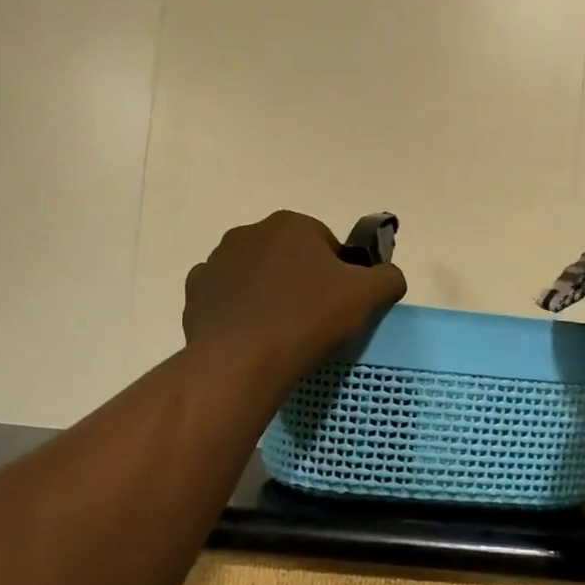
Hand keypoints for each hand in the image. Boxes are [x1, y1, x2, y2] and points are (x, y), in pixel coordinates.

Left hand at [183, 212, 407, 376]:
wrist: (242, 359)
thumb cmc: (309, 318)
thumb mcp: (368, 297)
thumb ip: (388, 277)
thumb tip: (389, 276)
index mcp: (291, 224)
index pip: (325, 244)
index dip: (338, 274)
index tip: (340, 304)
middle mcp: (249, 232)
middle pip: (288, 257)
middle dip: (301, 281)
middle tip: (313, 320)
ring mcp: (216, 261)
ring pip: (255, 276)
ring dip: (268, 294)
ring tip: (281, 332)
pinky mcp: (195, 293)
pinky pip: (226, 298)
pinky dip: (238, 311)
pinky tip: (251, 336)